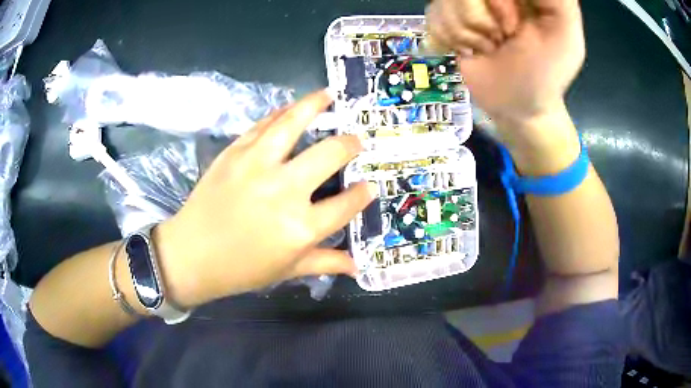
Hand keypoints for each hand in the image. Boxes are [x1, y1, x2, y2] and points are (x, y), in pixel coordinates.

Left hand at [154, 90, 375, 306]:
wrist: (191, 254)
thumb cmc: (241, 269)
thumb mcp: (287, 271)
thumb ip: (325, 263)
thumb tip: (357, 266)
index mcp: (301, 227)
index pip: (347, 204)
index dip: (363, 193)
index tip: (368, 187)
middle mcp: (285, 190)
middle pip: (330, 154)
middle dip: (351, 145)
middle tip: (356, 141)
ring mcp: (258, 165)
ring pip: (294, 123)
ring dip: (316, 105)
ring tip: (330, 95)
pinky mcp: (235, 152)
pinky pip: (263, 125)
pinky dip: (281, 113)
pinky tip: (291, 108)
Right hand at [426, 0, 584, 132]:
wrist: (516, 107)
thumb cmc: (545, 74)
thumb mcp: (565, 36)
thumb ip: (559, 2)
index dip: (499, 5)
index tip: (512, 26)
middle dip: (482, 18)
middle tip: (503, 37)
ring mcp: (467, 3)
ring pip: (446, 0)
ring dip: (467, 32)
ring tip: (488, 46)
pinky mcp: (447, 17)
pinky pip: (433, 14)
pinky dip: (449, 38)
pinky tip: (470, 49)